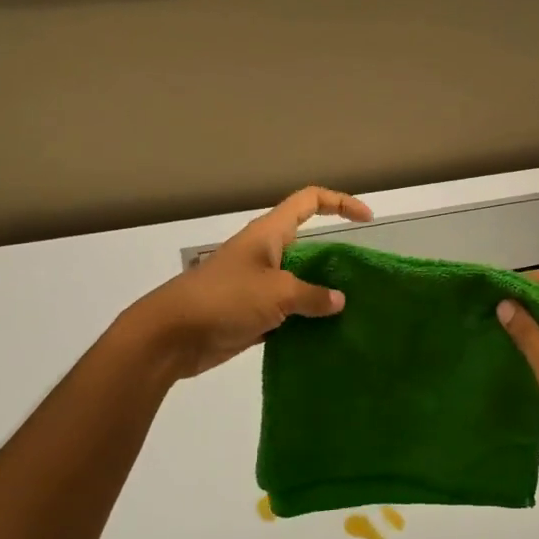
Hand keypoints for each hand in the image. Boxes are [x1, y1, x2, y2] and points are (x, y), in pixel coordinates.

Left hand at [118, 186, 372, 379]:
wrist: (171, 336)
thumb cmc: (224, 300)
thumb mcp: (276, 293)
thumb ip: (312, 296)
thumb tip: (339, 301)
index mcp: (269, 235)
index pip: (309, 202)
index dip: (339, 203)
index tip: (366, 220)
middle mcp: (265, 254)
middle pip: (308, 245)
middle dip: (335, 258)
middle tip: (362, 278)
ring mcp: (257, 285)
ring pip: (299, 282)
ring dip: (321, 295)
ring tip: (353, 311)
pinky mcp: (252, 314)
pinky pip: (288, 313)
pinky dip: (305, 322)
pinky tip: (326, 336)